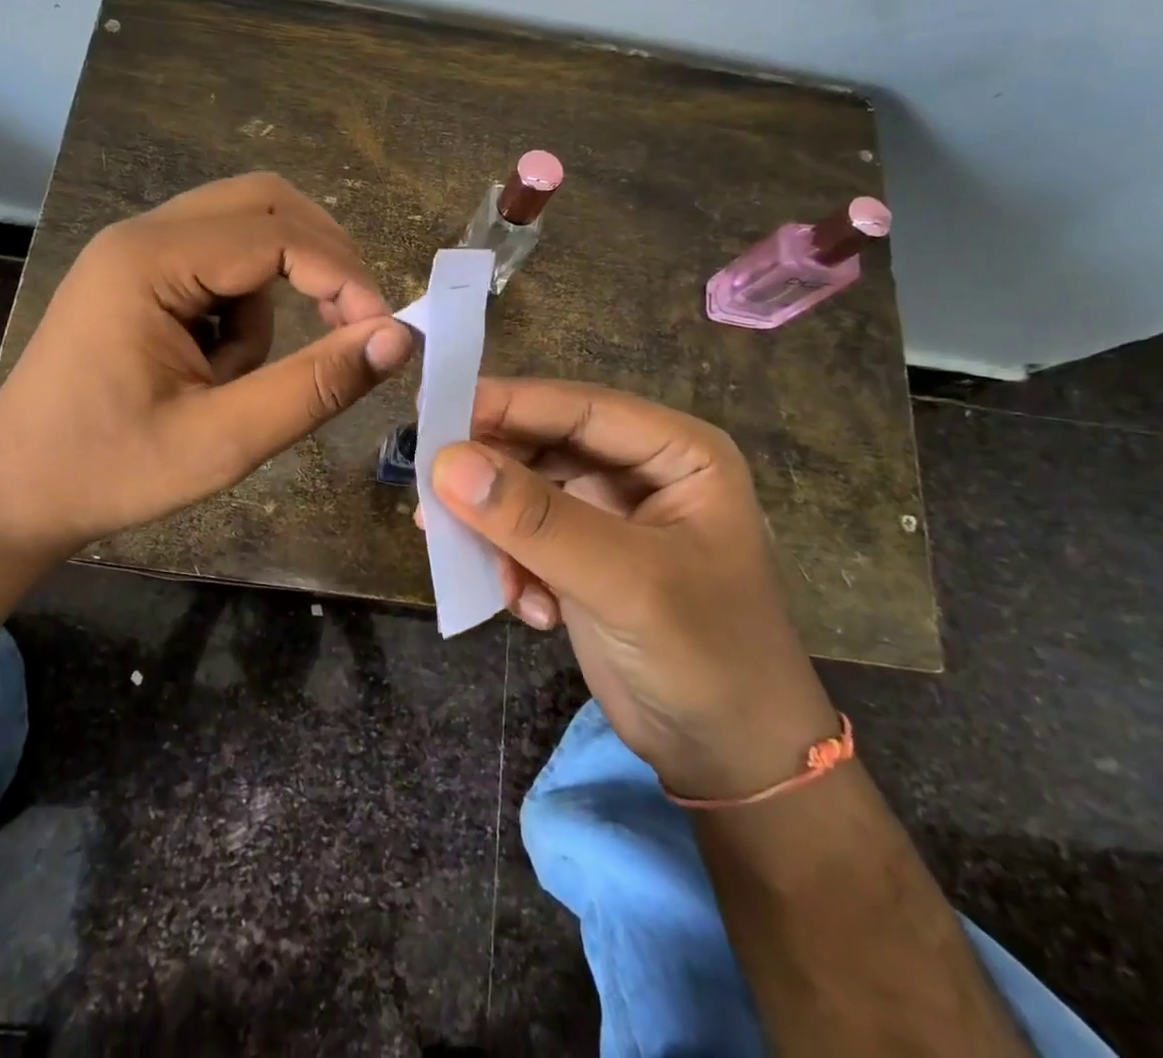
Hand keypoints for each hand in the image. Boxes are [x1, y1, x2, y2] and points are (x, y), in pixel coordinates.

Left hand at [0, 173, 412, 558]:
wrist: (12, 495)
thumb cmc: (109, 472)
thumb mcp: (222, 441)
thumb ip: (313, 387)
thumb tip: (397, 338)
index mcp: (149, 262)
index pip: (277, 235)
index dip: (343, 277)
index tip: (384, 334)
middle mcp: (141, 236)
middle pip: (262, 202)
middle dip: (322, 256)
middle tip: (352, 321)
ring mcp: (134, 252)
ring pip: (244, 230)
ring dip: (275, 288)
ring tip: (240, 374)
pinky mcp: (137, 277)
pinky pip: (218, 263)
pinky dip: (243, 305)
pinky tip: (214, 367)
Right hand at [429, 379, 836, 801]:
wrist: (730, 759)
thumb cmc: (705, 656)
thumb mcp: (624, 582)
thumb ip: (536, 520)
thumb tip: (446, 461)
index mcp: (676, 453)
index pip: (579, 408)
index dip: (507, 404)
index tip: (432, 410)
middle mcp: (640, 471)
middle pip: (544, 445)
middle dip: (491, 475)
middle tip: (432, 495)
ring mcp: (609, 515)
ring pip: (524, 491)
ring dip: (495, 529)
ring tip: (471, 563)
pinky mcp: (582, 556)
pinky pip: (523, 535)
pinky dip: (510, 565)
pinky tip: (528, 609)